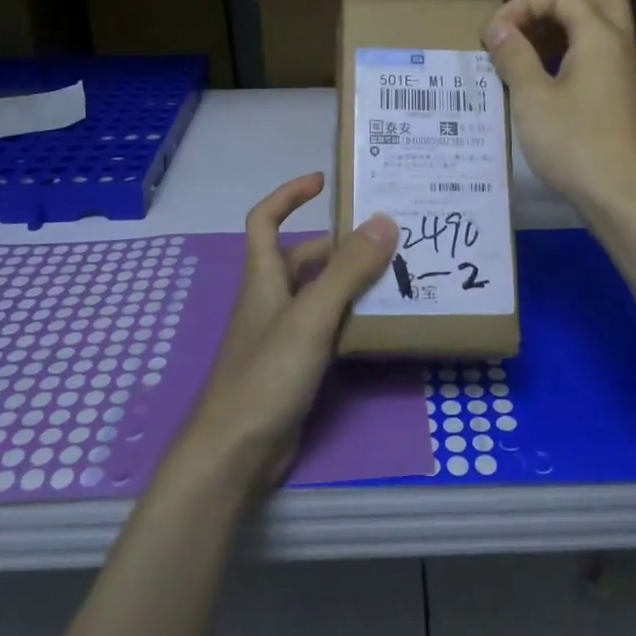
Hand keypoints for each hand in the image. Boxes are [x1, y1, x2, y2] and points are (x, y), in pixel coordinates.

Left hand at [177, 173, 398, 490]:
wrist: (236, 453)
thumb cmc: (266, 375)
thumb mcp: (311, 317)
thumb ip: (348, 270)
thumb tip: (384, 220)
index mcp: (265, 277)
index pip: (265, 220)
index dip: (289, 195)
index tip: (324, 181)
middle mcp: (273, 298)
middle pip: (305, 257)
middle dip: (342, 244)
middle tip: (389, 237)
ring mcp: (284, 333)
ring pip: (321, 293)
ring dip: (353, 281)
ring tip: (399, 273)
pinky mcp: (297, 363)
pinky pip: (328, 326)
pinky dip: (352, 316)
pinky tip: (383, 320)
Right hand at [484, 0, 635, 227]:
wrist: (627, 199)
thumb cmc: (576, 144)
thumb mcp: (533, 98)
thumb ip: (515, 56)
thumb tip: (498, 27)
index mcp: (600, 37)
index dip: (523, 5)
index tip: (492, 33)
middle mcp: (618, 48)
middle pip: (595, 4)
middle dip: (556, 7)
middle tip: (525, 26)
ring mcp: (625, 76)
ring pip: (600, 33)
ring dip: (564, 32)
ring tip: (527, 52)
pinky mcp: (622, 102)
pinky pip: (599, 61)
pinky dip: (572, 57)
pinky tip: (546, 83)